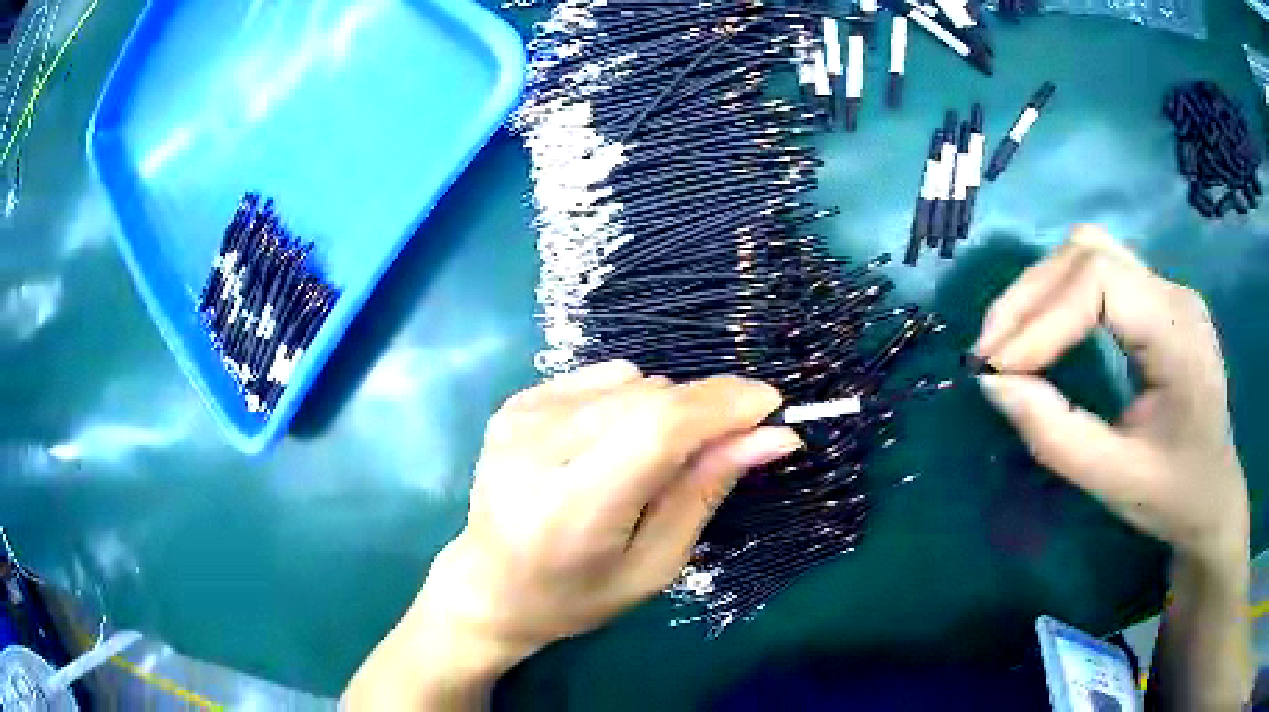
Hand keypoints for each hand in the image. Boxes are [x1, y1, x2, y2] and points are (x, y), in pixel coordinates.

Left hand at [344, 361, 800, 708]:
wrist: (489, 586)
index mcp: (570, 508)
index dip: (721, 406)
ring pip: (631, 381)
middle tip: (724, 447)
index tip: (770, 407)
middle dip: (704, 410)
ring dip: (667, 410)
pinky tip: (614, 443)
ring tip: (653, 461)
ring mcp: (520, 417)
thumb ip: (706, 491)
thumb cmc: (577, 596)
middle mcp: (536, 448)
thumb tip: (772, 435)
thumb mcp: (654, 565)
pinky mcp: (516, 402)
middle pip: (648, 397)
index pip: (657, 429)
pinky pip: (603, 379)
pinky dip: (630, 402)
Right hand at [973, 225, 1247, 565]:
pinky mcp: (1155, 302)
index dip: (1042, 317)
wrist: (1213, 498)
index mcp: (1178, 332)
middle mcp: (1173, 293)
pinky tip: (1044, 332)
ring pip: (1089, 252)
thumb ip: (1055, 434)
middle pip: (1088, 253)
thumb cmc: (1174, 496)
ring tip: (1008, 339)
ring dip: (1040, 289)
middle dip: (1030, 297)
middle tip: (989, 351)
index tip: (997, 367)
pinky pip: (1098, 274)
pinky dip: (1059, 296)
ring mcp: (1166, 291)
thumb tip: (993, 384)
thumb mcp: (1115, 480)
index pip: (1101, 282)